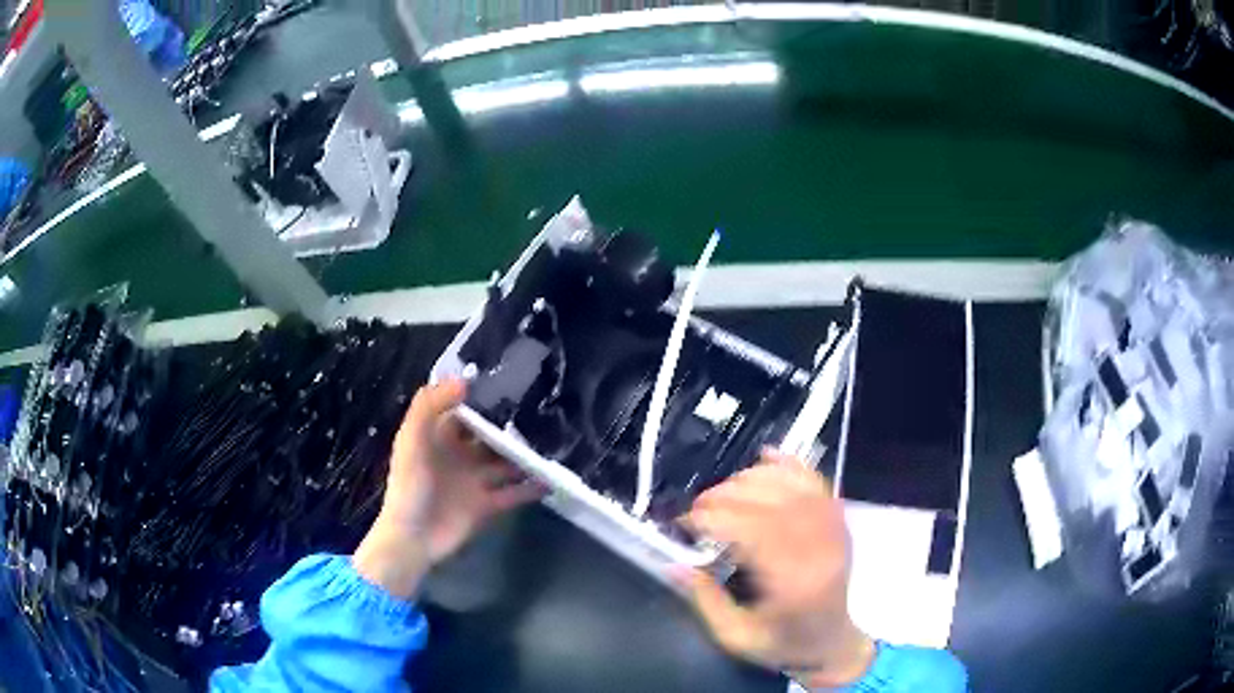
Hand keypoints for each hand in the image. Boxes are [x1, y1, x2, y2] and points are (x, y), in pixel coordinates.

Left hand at [353, 379, 544, 598]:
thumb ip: (430, 406)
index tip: (510, 381)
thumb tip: (465, 380)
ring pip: (505, 462)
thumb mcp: (412, 440)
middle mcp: (458, 455)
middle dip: (510, 425)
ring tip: (553, 440)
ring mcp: (474, 481)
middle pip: (488, 435)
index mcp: (438, 437)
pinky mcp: (487, 505)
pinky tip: (551, 478)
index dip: (482, 397)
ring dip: (524, 454)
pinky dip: (531, 487)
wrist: (413, 539)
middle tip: (542, 409)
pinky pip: (513, 493)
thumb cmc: (409, 486)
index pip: (463, 410)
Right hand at [676, 448, 874, 688]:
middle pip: (771, 505)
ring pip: (791, 486)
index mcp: (795, 583)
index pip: (754, 533)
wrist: (833, 643)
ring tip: (722, 491)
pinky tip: (765, 456)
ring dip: (751, 480)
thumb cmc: (783, 644)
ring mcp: (835, 531)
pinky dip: (790, 464)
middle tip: (697, 506)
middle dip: (726, 497)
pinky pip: (816, 481)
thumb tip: (672, 563)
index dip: (715, 519)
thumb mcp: (735, 636)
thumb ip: (705, 600)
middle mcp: (820, 549)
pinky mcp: (839, 521)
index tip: (685, 522)